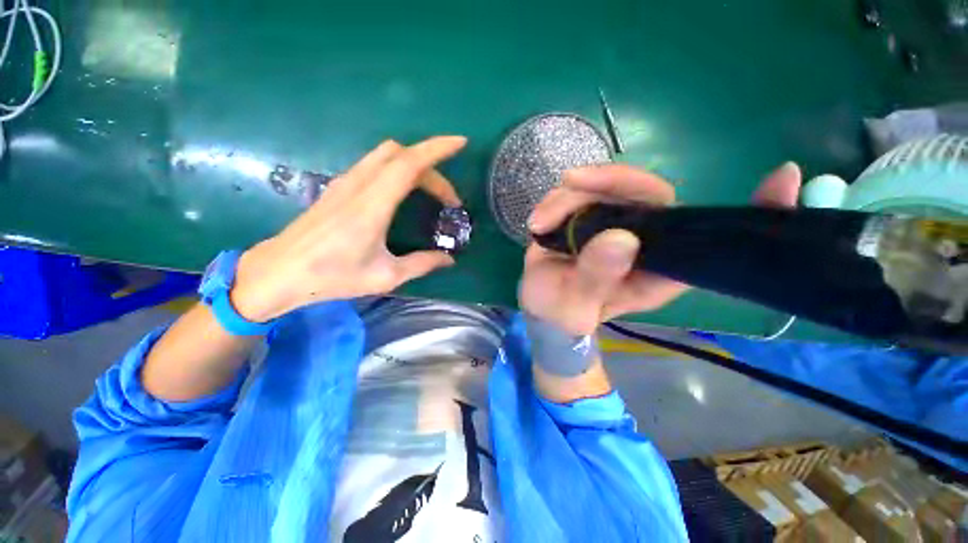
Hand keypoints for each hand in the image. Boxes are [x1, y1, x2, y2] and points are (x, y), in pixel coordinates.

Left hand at [230, 137, 466, 321]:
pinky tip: (404, 193)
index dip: (436, 149)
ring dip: (414, 165)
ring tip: (431, 192)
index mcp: (372, 206)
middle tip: (448, 198)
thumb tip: (448, 259)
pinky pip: (374, 165)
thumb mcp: (386, 276)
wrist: (279, 272)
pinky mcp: (339, 188)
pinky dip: (398, 169)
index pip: (408, 164)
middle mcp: (358, 185)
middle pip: (400, 154)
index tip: (460, 143)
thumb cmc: (333, 277)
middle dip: (432, 166)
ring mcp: (346, 183)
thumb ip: (422, 264)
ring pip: (386, 155)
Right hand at [520, 162, 802, 334]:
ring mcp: (611, 225)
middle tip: (572, 182)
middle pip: (647, 193)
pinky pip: (575, 195)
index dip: (751, 211)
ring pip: (604, 188)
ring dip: (569, 196)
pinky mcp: (585, 219)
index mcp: (657, 268)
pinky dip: (555, 203)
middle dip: (610, 181)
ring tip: (540, 223)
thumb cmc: (565, 314)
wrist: (545, 310)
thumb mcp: (578, 305)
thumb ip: (598, 277)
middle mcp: (642, 240)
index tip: (784, 178)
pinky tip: (537, 222)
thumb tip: (620, 239)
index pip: (707, 235)